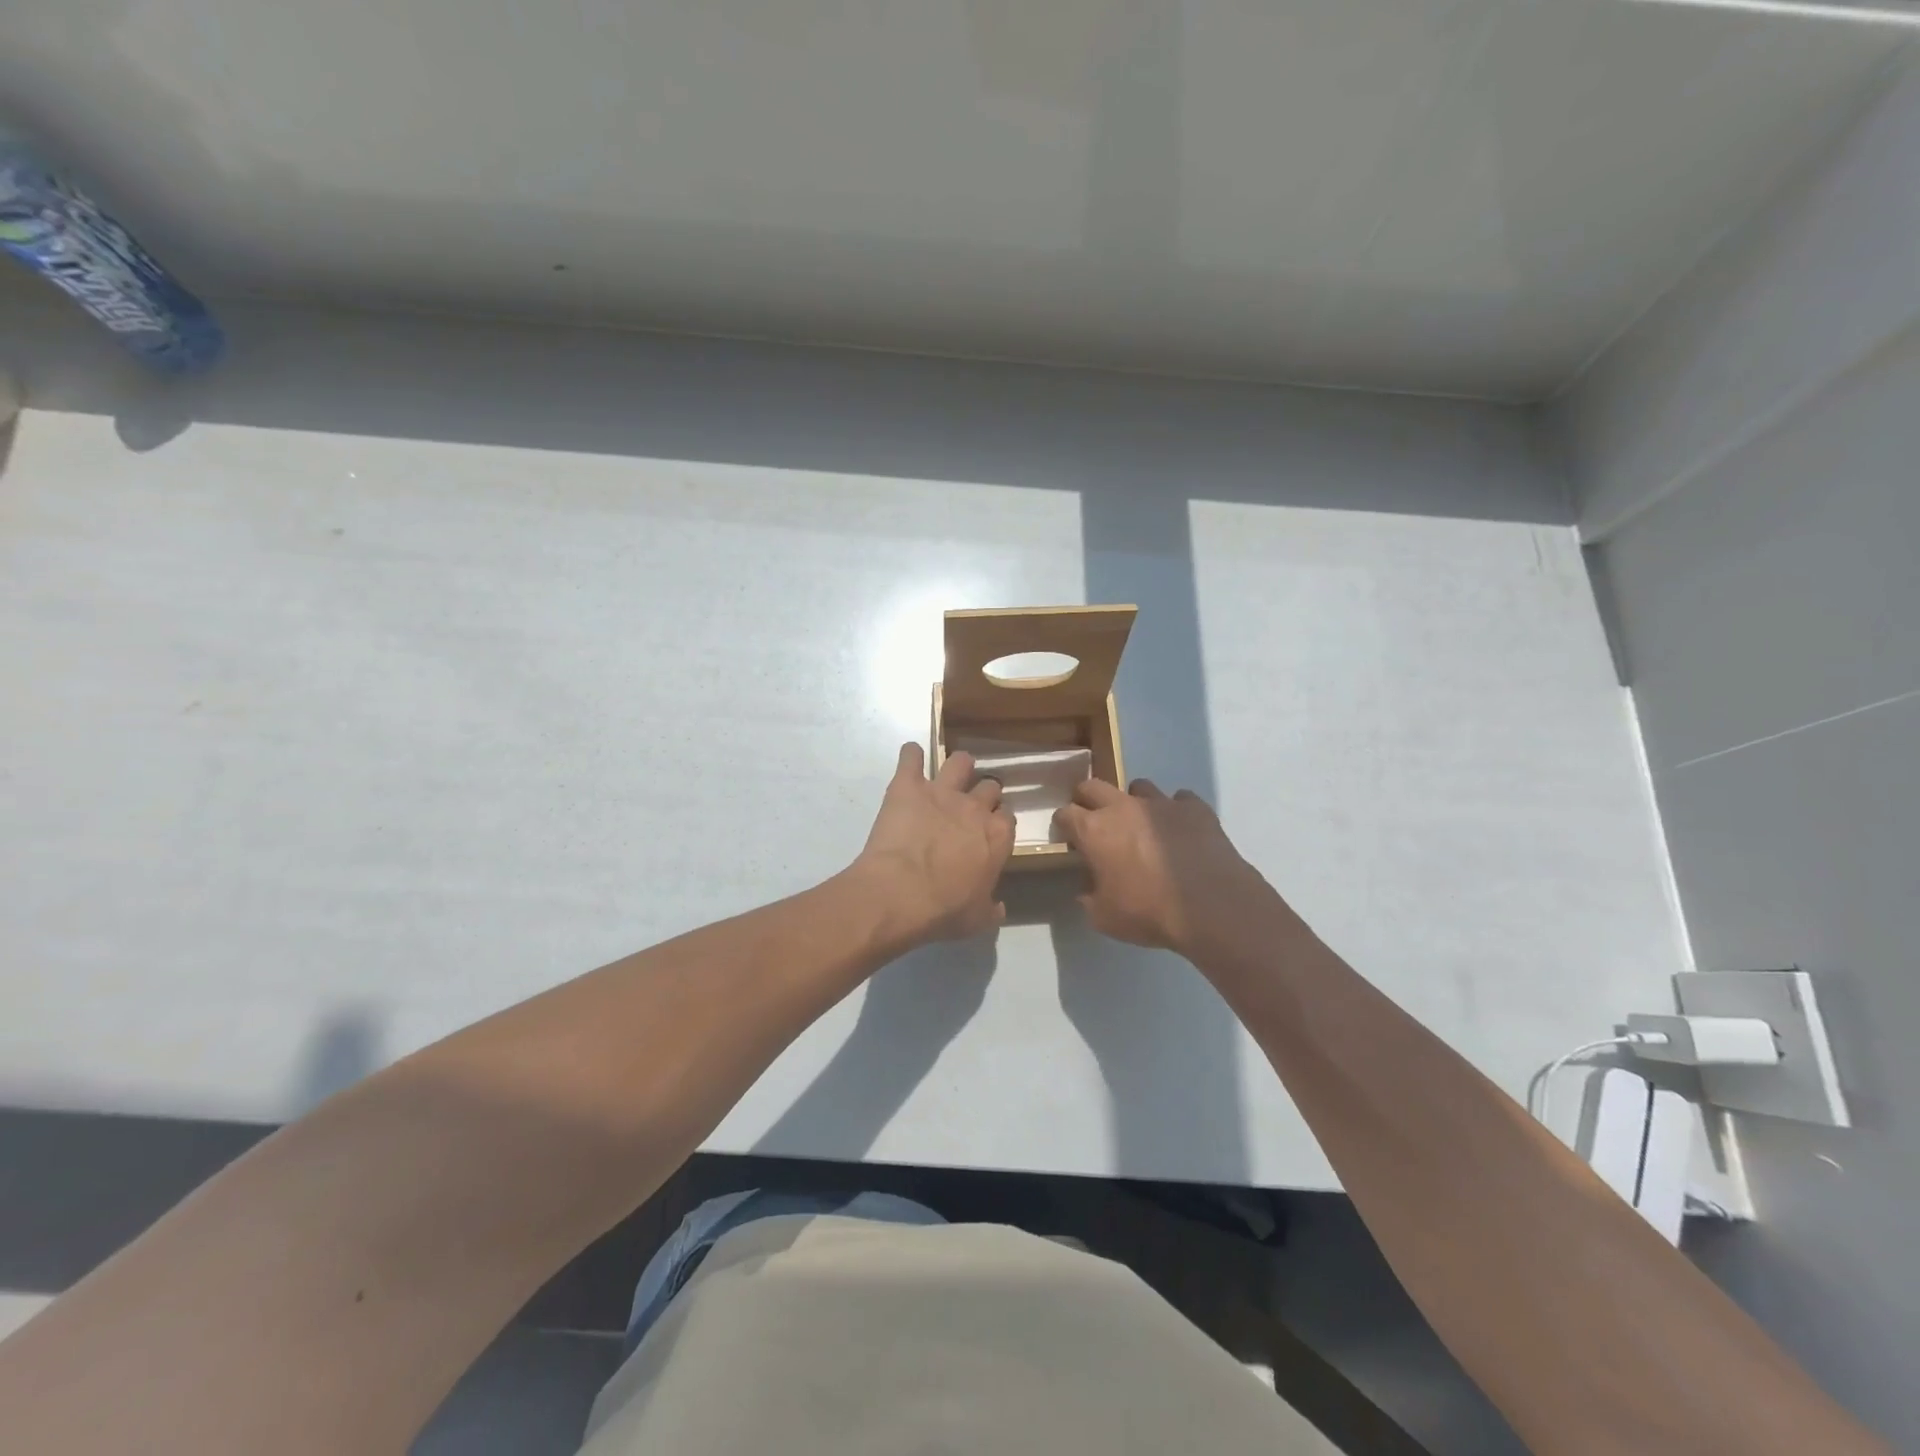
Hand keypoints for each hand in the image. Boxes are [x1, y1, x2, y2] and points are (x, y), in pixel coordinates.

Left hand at [851, 744, 1015, 945]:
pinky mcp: (908, 785)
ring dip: (956, 767)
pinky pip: (911, 756)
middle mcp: (975, 807)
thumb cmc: (943, 911)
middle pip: (989, 786)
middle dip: (982, 793)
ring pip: (960, 761)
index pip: (1007, 818)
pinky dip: (910, 756)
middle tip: (969, 807)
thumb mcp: (977, 920)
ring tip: (947, 776)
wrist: (899, 893)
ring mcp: (941, 791)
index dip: (998, 823)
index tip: (988, 833)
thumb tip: (999, 907)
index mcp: (997, 837)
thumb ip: (991, 909)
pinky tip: (909, 761)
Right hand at [1051, 778, 1269, 955]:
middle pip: (1094, 786)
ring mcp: (1161, 803)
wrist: (1212, 906)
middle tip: (1094, 820)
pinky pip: (1180, 799)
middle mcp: (1123, 807)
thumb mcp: (1105, 918)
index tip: (1068, 837)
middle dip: (1088, 799)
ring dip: (1134, 802)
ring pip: (1139, 786)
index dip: (1063, 824)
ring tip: (1143, 825)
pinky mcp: (1194, 808)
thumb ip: (1089, 899)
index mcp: (1094, 831)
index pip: (1065, 813)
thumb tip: (1087, 890)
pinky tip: (1181, 830)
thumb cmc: (1149, 912)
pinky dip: (1176, 812)